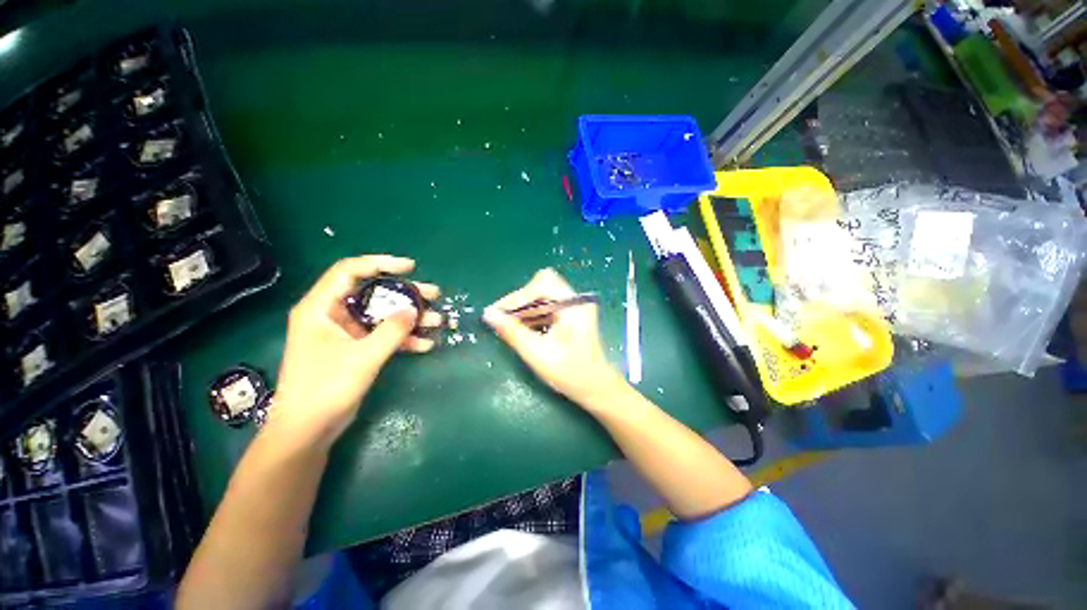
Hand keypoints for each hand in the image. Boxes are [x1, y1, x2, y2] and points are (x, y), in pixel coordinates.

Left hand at [271, 255, 440, 441]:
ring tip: (437, 320)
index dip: (380, 264)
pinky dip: (403, 338)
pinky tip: (425, 344)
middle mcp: (332, 315)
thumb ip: (392, 331)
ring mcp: (345, 333)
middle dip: (405, 294)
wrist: (308, 430)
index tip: (410, 268)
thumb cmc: (325, 388)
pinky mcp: (355, 349)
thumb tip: (414, 309)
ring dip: (409, 318)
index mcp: (321, 308)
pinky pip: (382, 336)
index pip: (350, 271)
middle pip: (372, 293)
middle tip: (434, 294)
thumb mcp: (363, 357)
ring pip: (382, 316)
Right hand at [485, 268, 625, 407]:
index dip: (518, 297)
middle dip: (519, 301)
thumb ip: (512, 332)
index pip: (542, 284)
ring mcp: (574, 307)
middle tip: (502, 318)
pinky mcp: (571, 315)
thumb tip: (488, 314)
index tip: (499, 313)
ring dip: (524, 308)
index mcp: (573, 305)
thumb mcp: (537, 353)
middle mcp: (576, 300)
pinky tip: (522, 329)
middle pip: (541, 286)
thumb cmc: (570, 373)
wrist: (595, 387)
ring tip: (508, 325)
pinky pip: (546, 306)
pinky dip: (532, 315)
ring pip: (542, 295)